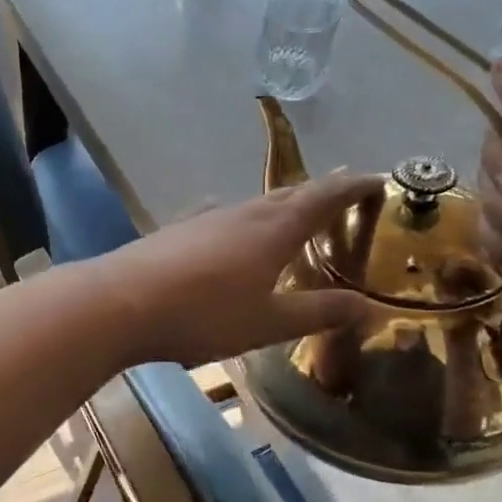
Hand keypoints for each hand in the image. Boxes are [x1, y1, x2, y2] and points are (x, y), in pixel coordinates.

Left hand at [94, 171, 384, 368]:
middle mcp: (242, 213)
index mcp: (274, 230)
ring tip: (294, 214)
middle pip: (289, 194)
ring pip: (254, 204)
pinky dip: (241, 220)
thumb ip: (318, 312)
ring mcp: (206, 218)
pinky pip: (221, 217)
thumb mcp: (268, 323)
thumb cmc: (203, 314)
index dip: (353, 187)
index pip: (324, 197)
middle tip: (344, 194)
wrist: (121, 303)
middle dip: (320, 192)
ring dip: (280, 205)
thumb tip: (368, 305)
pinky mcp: (178, 230)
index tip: (379, 179)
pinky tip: (229, 225)